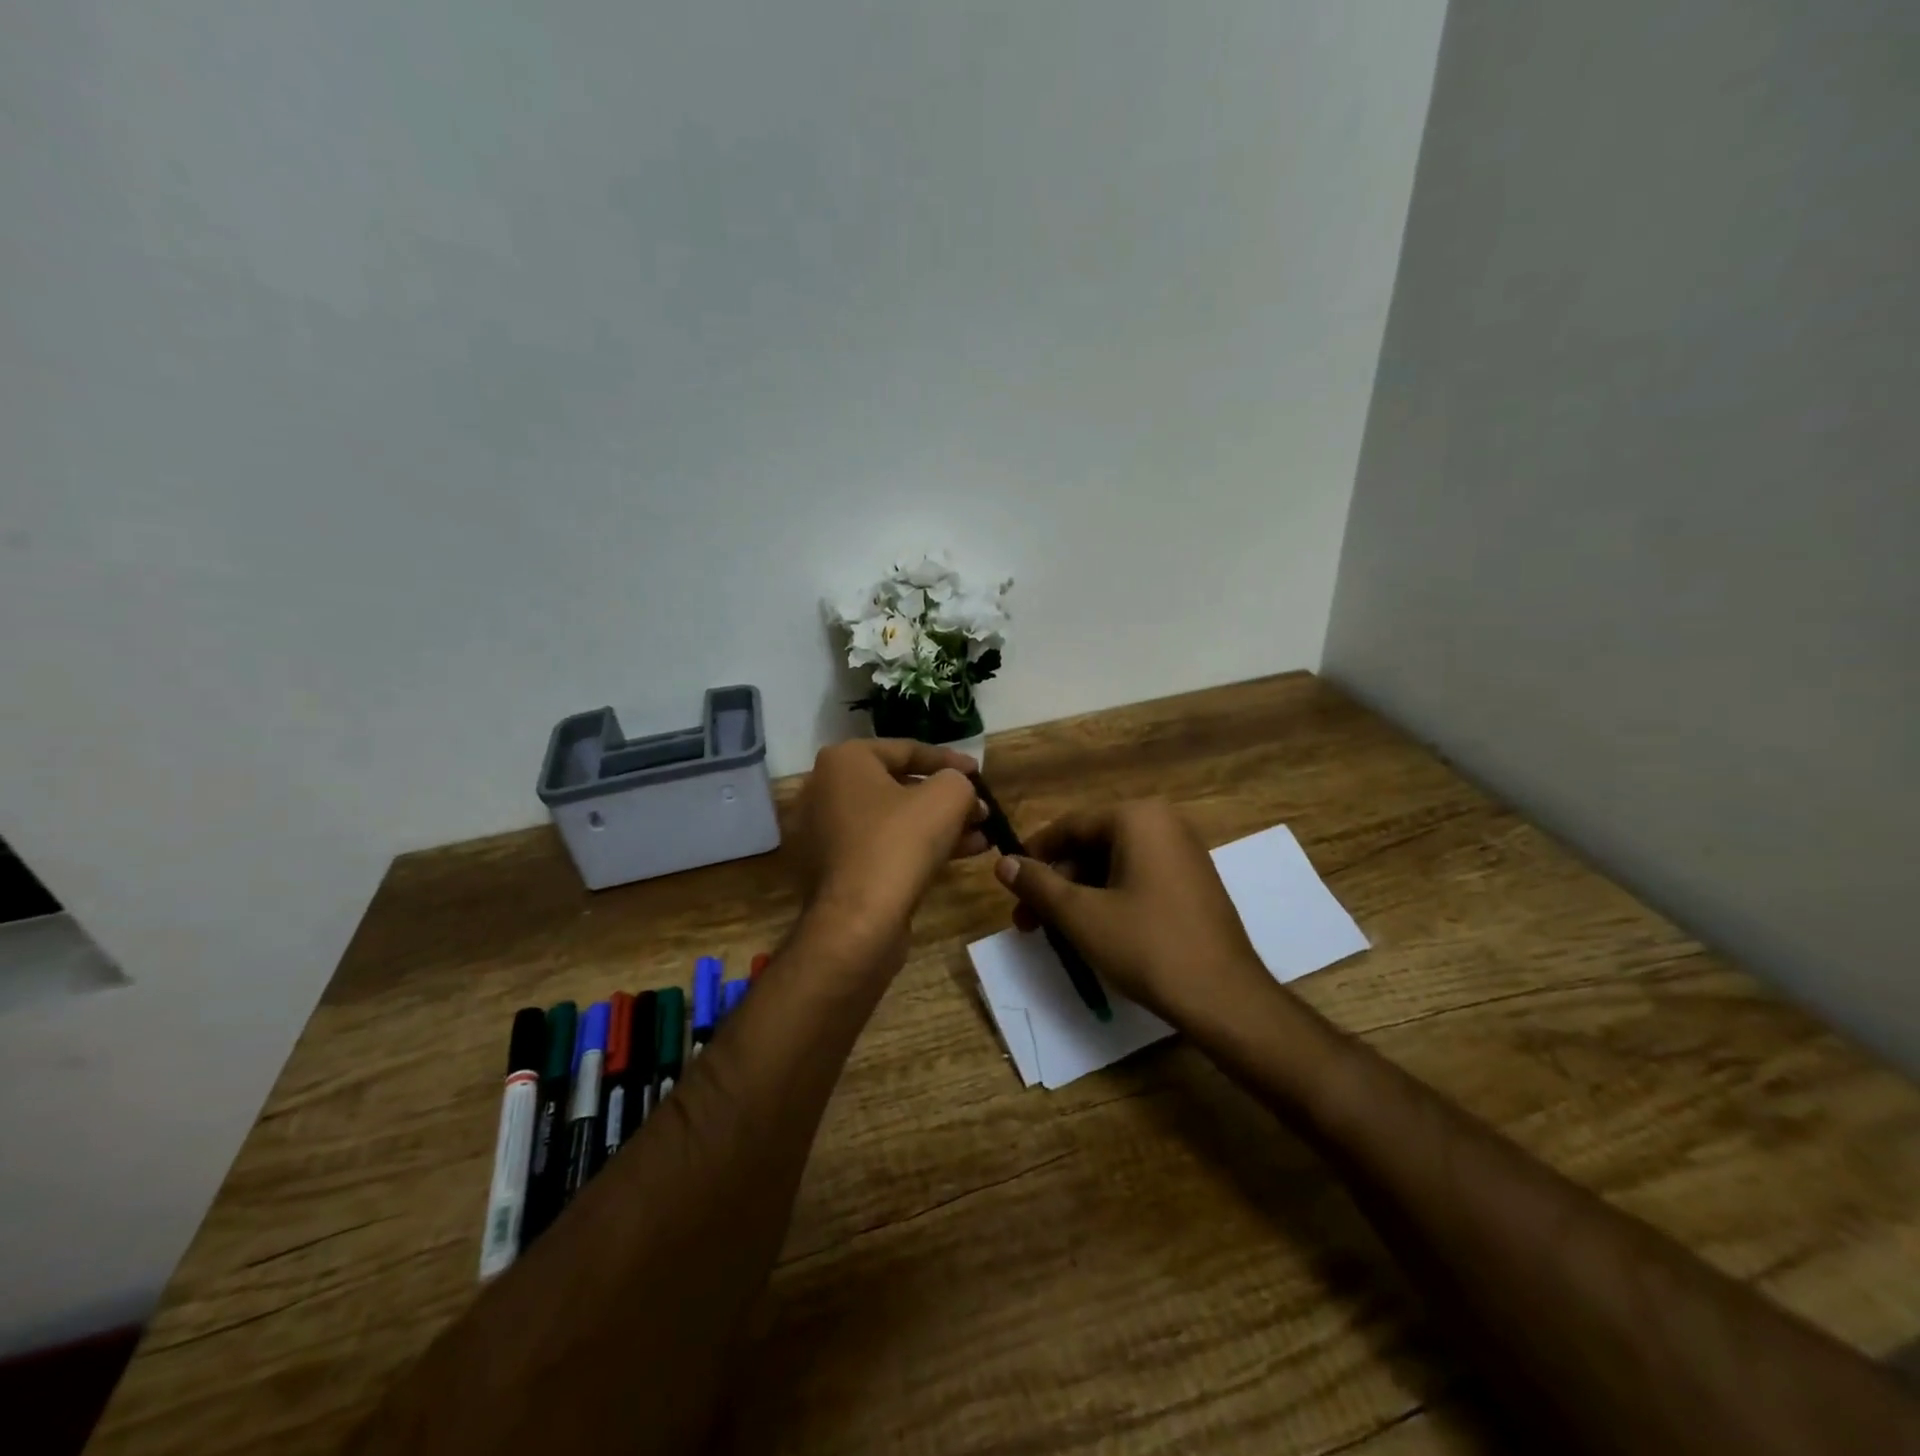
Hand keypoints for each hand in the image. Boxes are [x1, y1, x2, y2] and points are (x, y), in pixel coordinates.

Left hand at [791, 740, 987, 944]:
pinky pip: (880, 847)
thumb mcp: (947, 797)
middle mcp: (824, 790)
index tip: (979, 773)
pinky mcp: (831, 870)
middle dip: (945, 799)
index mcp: (843, 761)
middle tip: (979, 809)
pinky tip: (959, 856)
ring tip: (980, 836)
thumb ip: (958, 781)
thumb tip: (958, 788)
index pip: (906, 750)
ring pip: (892, 821)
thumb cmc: (900, 842)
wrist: (858, 920)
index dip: (949, 760)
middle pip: (898, 787)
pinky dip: (915, 848)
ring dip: (938, 826)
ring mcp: (823, 833)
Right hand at [992, 799, 1270, 1025]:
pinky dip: (1109, 899)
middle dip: (1056, 883)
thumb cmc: (1147, 946)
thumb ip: (1037, 884)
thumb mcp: (1081, 915)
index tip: (1008, 884)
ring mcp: (1182, 853)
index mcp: (1137, 818)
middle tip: (1027, 921)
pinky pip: (1137, 878)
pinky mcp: (1192, 882)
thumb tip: (1002, 862)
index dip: (1033, 854)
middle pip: (1090, 845)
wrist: (1224, 997)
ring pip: (1112, 865)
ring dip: (1078, 895)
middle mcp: (1163, 824)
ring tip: (1055, 933)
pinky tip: (1092, 932)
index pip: (1069, 826)